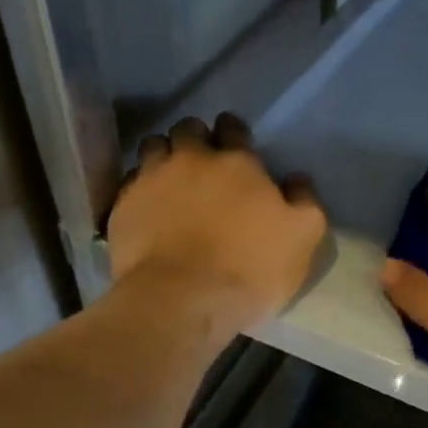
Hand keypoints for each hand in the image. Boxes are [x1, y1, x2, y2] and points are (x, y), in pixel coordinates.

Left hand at [107, 114, 325, 334]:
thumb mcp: (303, 237)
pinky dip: (140, 186)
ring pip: (153, 146)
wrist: (182, 300)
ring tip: (171, 176)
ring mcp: (151, 180)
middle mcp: (191, 159)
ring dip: (164, 155)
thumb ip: (304, 201)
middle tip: (202, 159)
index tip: (235, 143)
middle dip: (196, 137)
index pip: (232, 128)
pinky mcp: (122, 206)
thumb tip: (296, 179)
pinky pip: (130, 181)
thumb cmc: (251, 267)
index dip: (233, 131)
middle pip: (188, 129)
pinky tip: (148, 204)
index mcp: (237, 162)